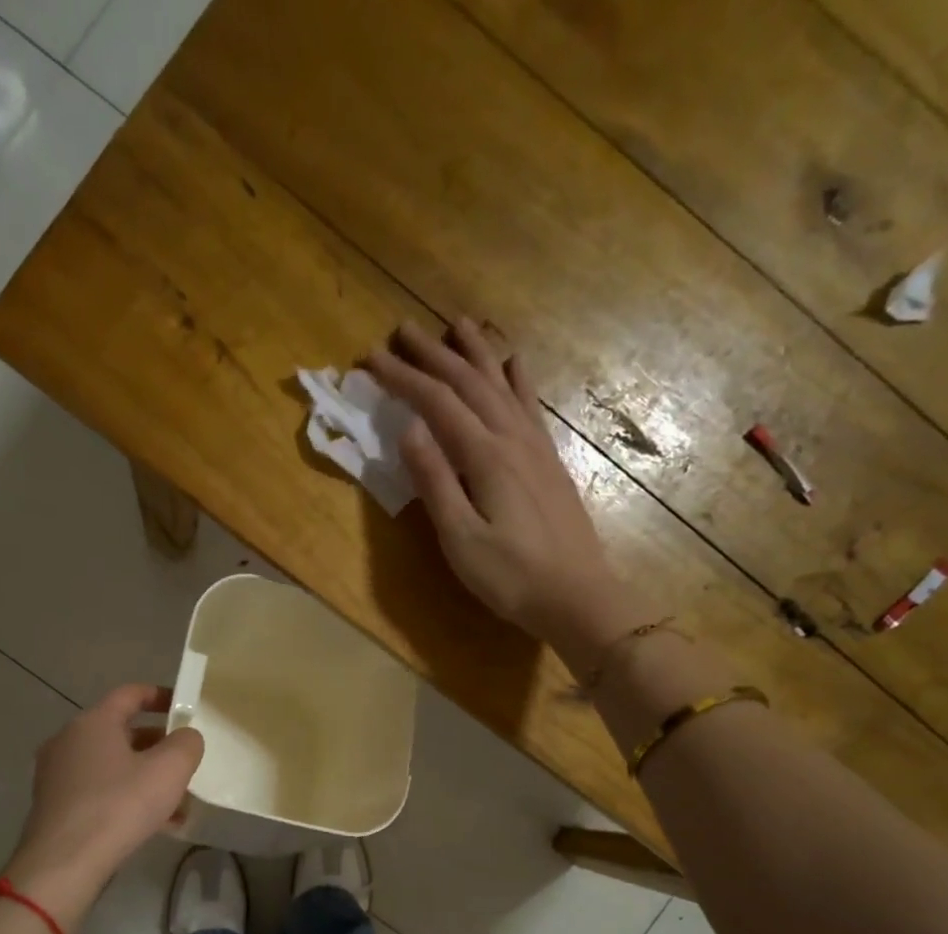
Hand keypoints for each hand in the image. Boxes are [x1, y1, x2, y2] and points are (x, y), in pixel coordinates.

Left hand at [3, 684, 203, 927]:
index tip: (184, 707)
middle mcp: (69, 741)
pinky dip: (127, 798)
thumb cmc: (119, 806)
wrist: (64, 863)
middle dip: (158, 746)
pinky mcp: (55, 806)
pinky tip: (155, 826)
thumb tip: (186, 737)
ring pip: (113, 766)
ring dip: (146, 778)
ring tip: (178, 804)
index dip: (161, 696)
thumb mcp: (169, 770)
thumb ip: (186, 744)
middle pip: (122, 732)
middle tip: (184, 763)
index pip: (130, 694)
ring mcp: (57, 775)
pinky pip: (99, 791)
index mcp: (93, 722)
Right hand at [367, 320, 651, 655]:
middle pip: (469, 382)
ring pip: (501, 383)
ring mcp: (535, 446)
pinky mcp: (548, 460)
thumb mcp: (461, 537)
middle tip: (402, 329)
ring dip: (475, 352)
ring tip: (456, 324)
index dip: (403, 378)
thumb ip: (434, 482)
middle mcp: (512, 438)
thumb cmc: (510, 576)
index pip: (437, 403)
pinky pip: (528, 403)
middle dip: (433, 354)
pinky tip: (513, 363)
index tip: (371, 358)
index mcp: (485, 456)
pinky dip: (515, 377)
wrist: (576, 596)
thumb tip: (409, 429)